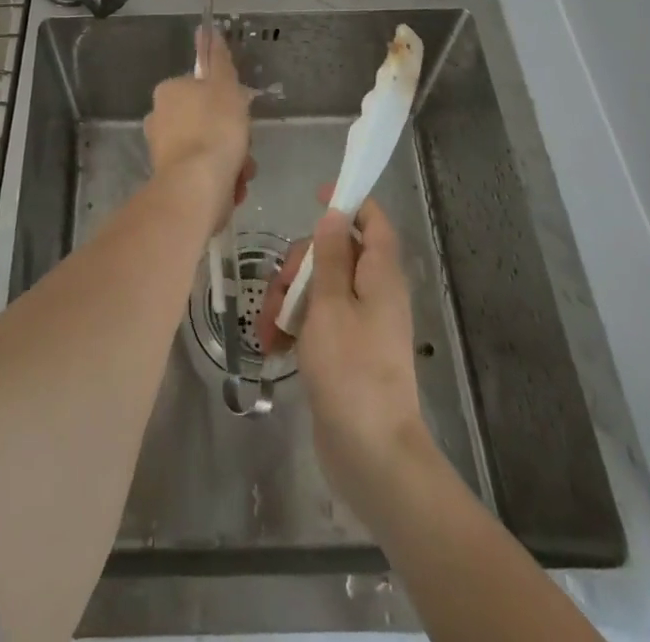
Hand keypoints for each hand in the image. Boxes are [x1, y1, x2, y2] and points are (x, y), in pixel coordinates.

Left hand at [142, 28, 254, 217]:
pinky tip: (232, 186)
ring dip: (231, 159)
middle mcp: (159, 119)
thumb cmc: (214, 129)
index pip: (202, 89)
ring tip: (241, 171)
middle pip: (207, 121)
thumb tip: (208, 30)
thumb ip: (219, 59)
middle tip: (244, 146)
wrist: (197, 187)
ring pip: (209, 149)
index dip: (227, 101)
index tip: (240, 113)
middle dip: (231, 135)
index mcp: (168, 92)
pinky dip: (221, 179)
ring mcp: (163, 152)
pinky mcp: (171, 180)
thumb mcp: (225, 86)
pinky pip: (204, 173)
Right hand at [259, 199, 431, 510]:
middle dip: (300, 265)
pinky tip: (274, 345)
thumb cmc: (351, 370)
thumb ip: (331, 256)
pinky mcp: (345, 351)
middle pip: (335, 253)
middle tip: (280, 293)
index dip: (349, 202)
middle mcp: (374, 293)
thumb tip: (334, 214)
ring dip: (289, 299)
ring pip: (320, 287)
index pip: (373, 222)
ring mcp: (360, 324)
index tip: (316, 195)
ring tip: (269, 331)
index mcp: (381, 275)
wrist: (371, 454)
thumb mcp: (331, 305)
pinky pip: (317, 320)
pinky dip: (295, 325)